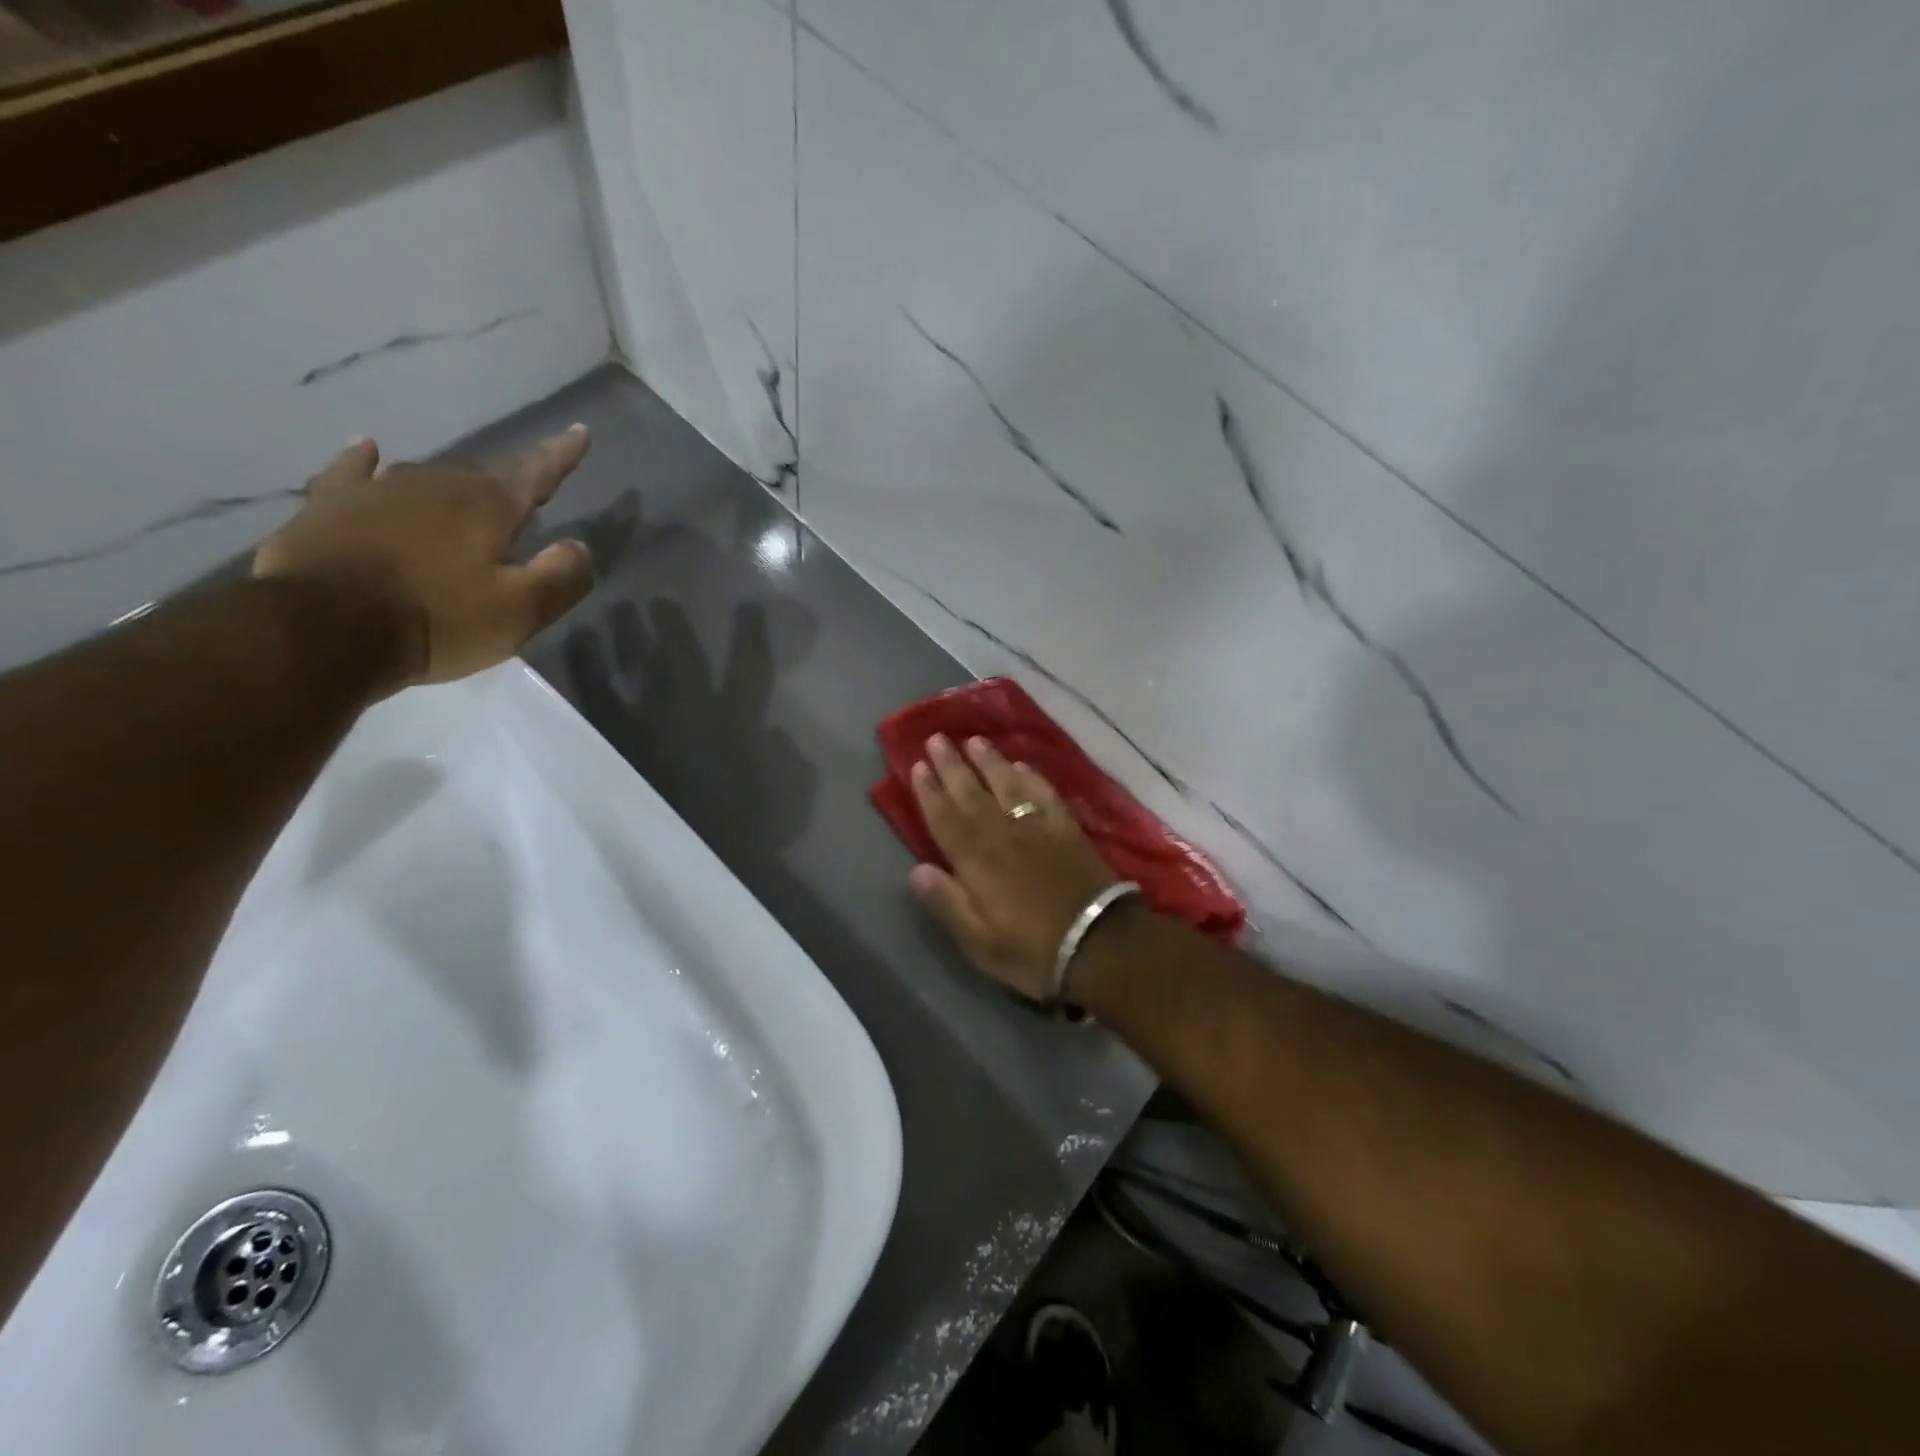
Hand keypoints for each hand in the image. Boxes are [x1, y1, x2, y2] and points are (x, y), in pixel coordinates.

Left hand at [254, 428, 594, 687]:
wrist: (322, 628)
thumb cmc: (437, 620)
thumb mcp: (520, 611)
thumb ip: (561, 576)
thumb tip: (578, 547)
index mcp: (488, 507)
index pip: (536, 472)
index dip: (560, 454)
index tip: (579, 430)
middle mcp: (437, 485)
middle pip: (482, 478)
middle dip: (505, 489)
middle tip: (518, 512)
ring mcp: (378, 490)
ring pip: (427, 478)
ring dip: (450, 489)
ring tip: (461, 502)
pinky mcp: (330, 506)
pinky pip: (352, 472)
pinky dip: (364, 460)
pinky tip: (367, 449)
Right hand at [907, 734, 1119, 1001]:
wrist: (1101, 945)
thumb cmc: (1033, 951)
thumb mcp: (979, 942)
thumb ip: (947, 903)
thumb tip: (916, 869)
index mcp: (976, 862)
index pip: (945, 819)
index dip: (930, 792)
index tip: (918, 765)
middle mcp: (1003, 834)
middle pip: (972, 793)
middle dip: (952, 765)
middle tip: (937, 738)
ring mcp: (1038, 827)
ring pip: (1007, 785)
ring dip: (989, 761)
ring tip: (974, 740)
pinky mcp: (1067, 829)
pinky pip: (1044, 793)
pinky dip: (1031, 776)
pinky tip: (1022, 765)